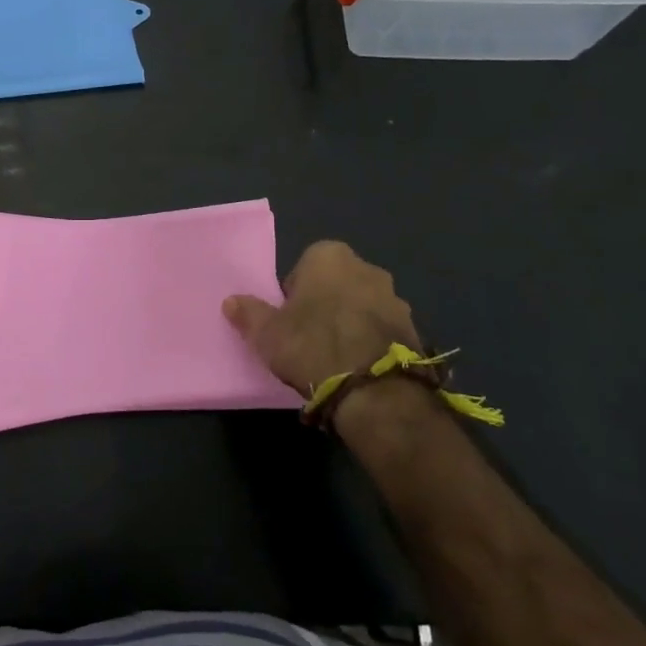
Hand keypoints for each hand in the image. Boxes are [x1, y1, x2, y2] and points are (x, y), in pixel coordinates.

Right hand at [222, 241, 422, 392]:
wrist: (374, 389)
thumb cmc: (312, 345)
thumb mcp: (266, 333)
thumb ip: (248, 313)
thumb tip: (231, 302)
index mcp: (329, 257)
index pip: (305, 265)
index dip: (294, 292)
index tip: (288, 317)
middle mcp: (367, 268)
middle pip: (337, 283)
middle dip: (325, 303)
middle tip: (309, 336)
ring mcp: (396, 298)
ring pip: (363, 306)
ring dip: (351, 323)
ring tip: (335, 357)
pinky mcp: (415, 330)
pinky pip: (383, 330)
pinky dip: (372, 343)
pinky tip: (358, 368)